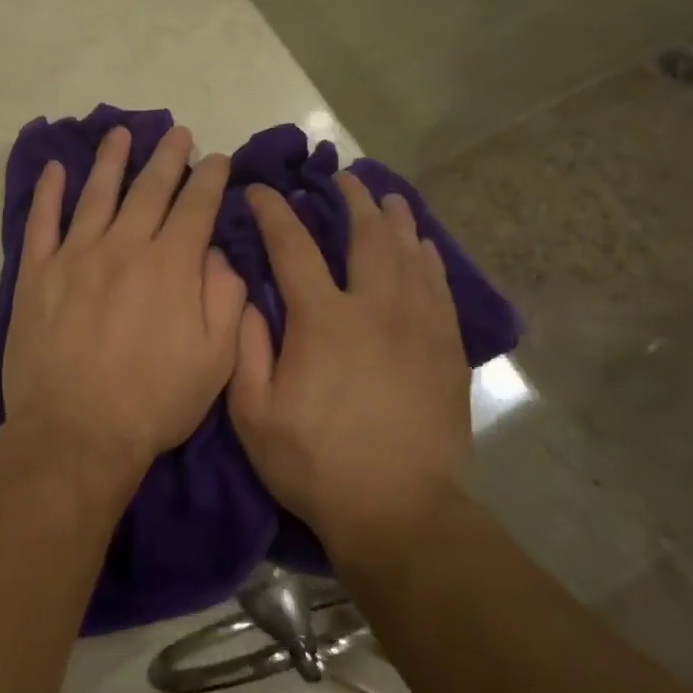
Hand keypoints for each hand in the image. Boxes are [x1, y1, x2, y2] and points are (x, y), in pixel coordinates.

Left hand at [2, 125, 247, 477]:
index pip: (196, 207)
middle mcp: (123, 247)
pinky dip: (48, 193)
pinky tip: (55, 169)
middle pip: (149, 189)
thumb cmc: (153, 402)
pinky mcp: (38, 274)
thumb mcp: (215, 361)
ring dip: (111, 160)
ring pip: (96, 194)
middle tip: (177, 132)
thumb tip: (216, 254)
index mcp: (170, 266)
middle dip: (168, 158)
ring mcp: (75, 256)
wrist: (76, 433)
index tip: (219, 158)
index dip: (210, 179)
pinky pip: (41, 222)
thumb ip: (224, 299)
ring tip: (120, 133)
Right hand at [228, 171, 471, 565]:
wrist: (399, 513)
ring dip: (395, 220)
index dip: (274, 212)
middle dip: (352, 200)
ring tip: (387, 197)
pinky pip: (440, 287)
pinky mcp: (446, 350)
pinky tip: (424, 247)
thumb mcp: (253, 413)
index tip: (262, 190)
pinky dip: (429, 259)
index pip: (293, 246)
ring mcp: (418, 327)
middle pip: (366, 236)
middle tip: (342, 179)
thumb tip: (247, 295)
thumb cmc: (315, 463)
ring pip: (409, 254)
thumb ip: (246, 347)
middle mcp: (374, 308)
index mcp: (323, 319)